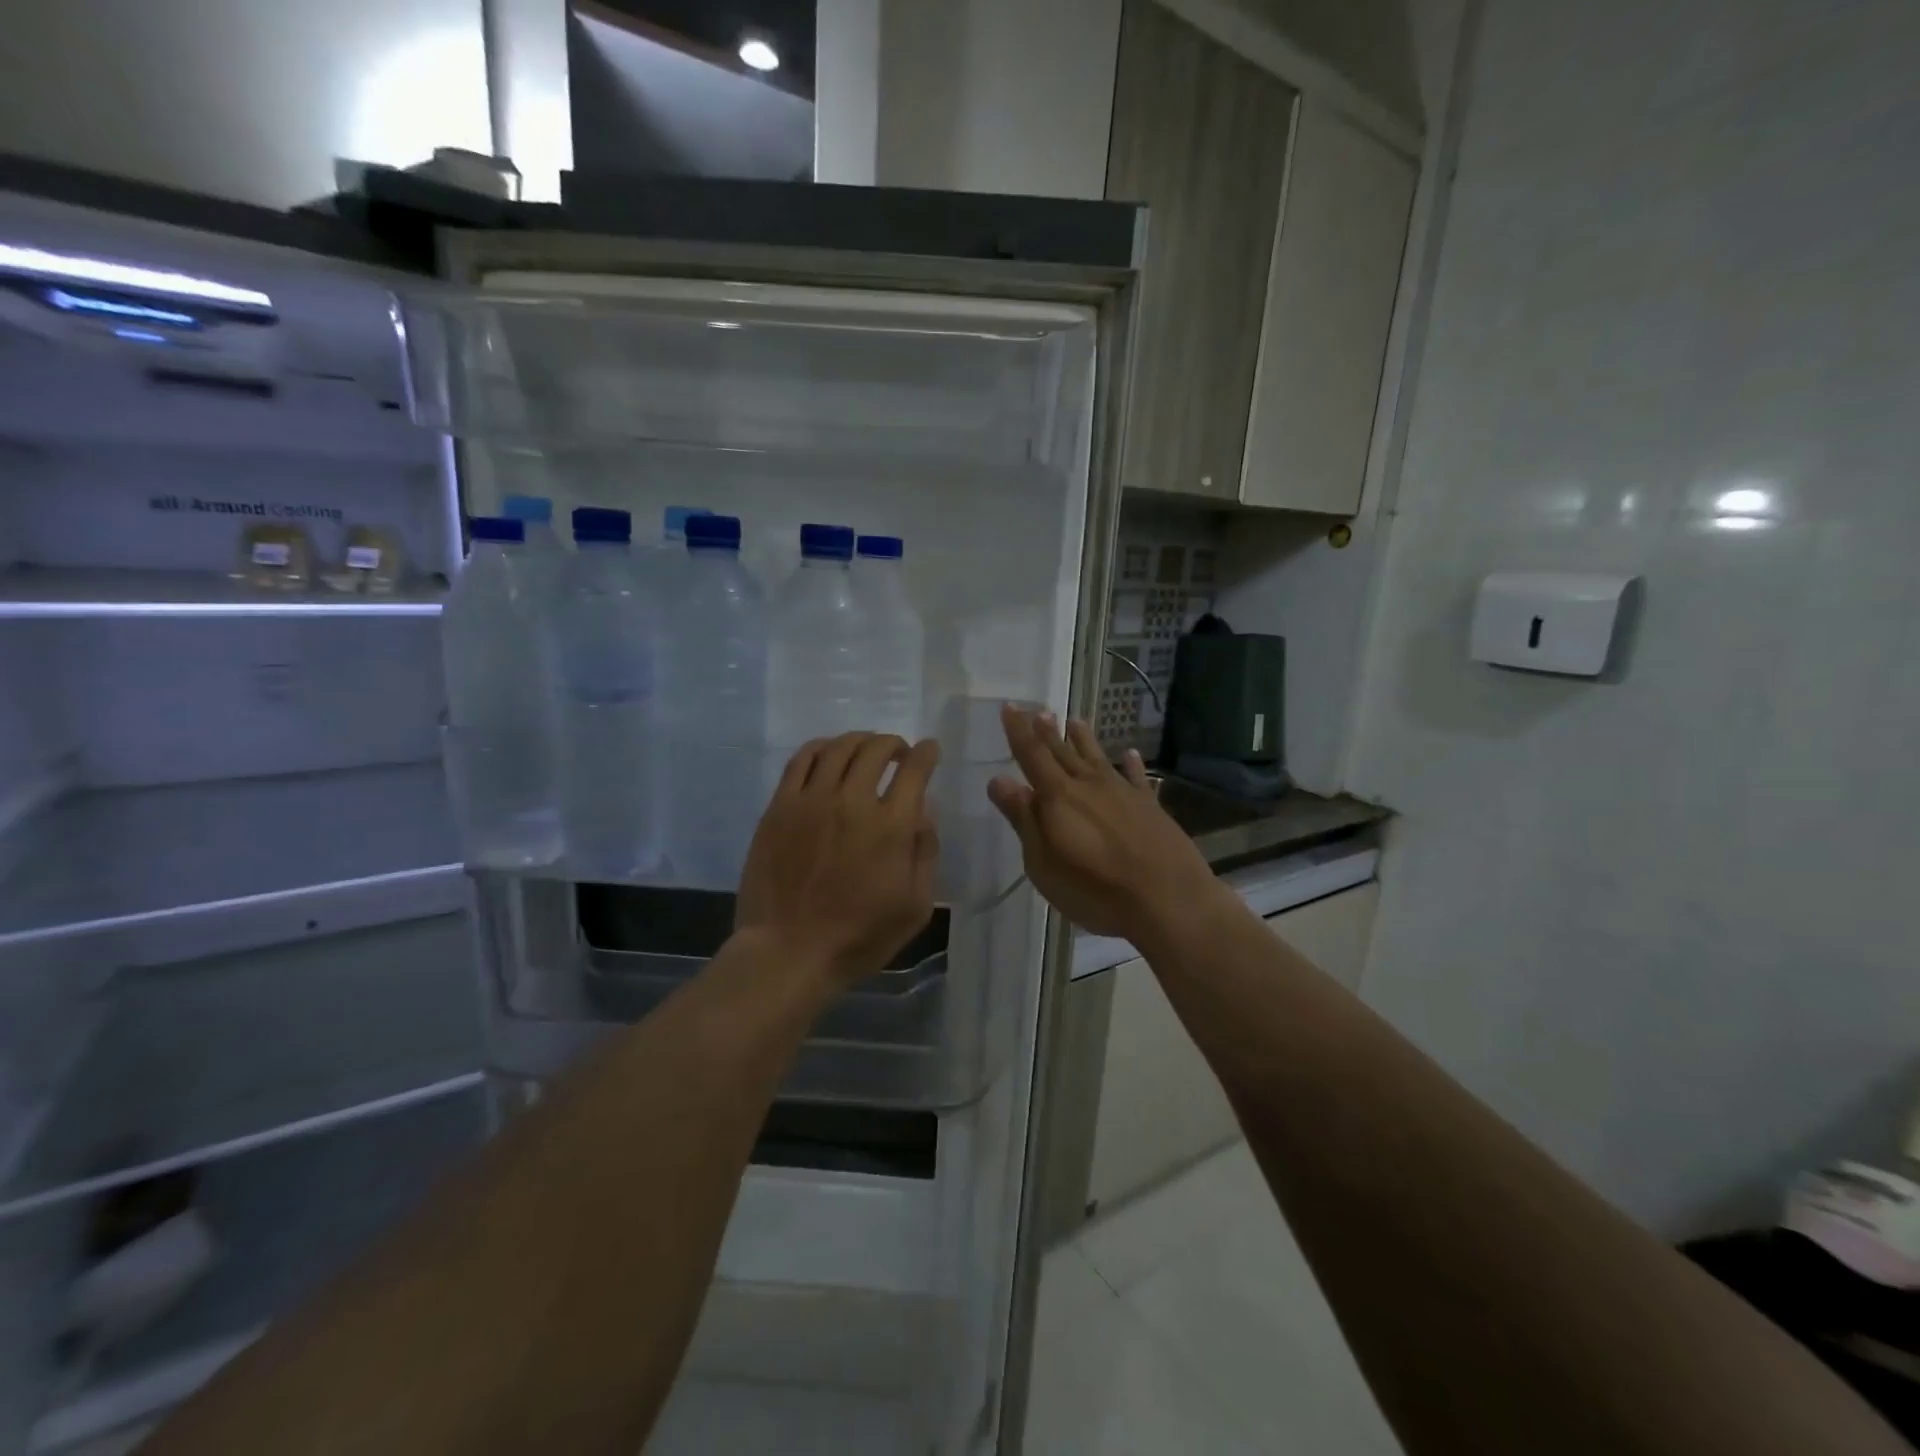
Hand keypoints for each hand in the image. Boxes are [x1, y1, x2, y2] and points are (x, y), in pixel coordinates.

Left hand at [735, 733, 940, 986]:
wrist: (788, 952)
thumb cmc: (858, 937)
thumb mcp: (915, 907)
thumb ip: (925, 852)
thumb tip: (924, 811)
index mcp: (890, 826)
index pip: (915, 769)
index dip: (926, 753)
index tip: (929, 751)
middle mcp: (852, 801)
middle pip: (876, 749)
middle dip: (895, 744)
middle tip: (899, 754)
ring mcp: (811, 800)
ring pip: (838, 747)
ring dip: (859, 741)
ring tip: (866, 750)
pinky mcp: (780, 806)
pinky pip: (801, 760)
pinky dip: (821, 747)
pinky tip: (828, 754)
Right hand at [987, 705, 1219, 941]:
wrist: (1167, 899)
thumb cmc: (1095, 889)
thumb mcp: (1044, 863)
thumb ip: (1023, 819)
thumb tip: (999, 779)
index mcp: (1059, 797)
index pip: (1032, 756)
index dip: (1018, 731)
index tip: (1010, 706)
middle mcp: (1089, 785)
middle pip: (1063, 752)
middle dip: (1047, 731)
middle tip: (1038, 709)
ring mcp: (1123, 793)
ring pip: (1098, 758)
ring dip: (1084, 740)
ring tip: (1075, 721)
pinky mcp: (1150, 807)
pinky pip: (1136, 777)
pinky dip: (1131, 764)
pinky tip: (1130, 754)